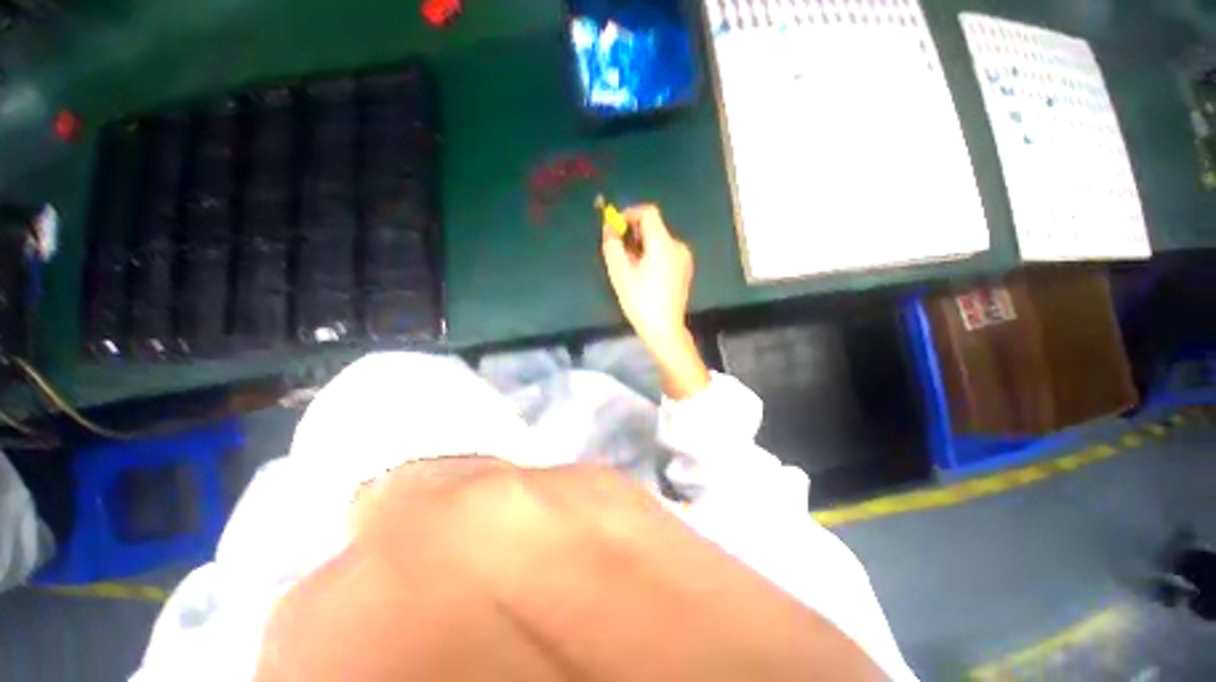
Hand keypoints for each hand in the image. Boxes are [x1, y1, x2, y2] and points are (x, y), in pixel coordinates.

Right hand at [602, 205, 708, 398]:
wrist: (664, 329)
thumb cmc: (640, 301)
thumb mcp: (620, 273)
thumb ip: (612, 245)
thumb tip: (609, 227)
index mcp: (663, 244)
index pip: (648, 213)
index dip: (629, 214)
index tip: (614, 226)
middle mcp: (677, 246)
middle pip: (654, 227)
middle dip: (633, 233)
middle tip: (618, 250)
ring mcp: (684, 258)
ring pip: (659, 240)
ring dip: (641, 245)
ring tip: (628, 265)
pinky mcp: (684, 269)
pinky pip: (665, 252)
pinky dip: (652, 254)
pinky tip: (643, 273)